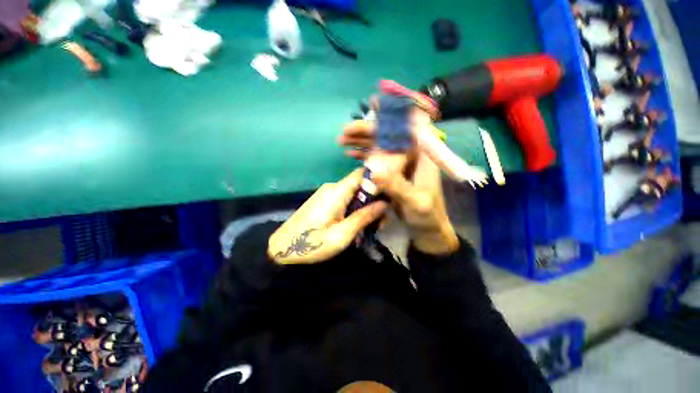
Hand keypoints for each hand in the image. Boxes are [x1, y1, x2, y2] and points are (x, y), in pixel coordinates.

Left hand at [268, 169, 388, 264]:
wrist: (281, 249)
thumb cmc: (311, 244)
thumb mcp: (342, 235)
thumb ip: (363, 217)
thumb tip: (384, 203)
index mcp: (337, 192)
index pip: (363, 174)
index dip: (379, 181)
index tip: (390, 198)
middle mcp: (333, 188)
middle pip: (361, 187)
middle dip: (374, 202)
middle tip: (381, 224)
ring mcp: (327, 194)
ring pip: (354, 195)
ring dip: (365, 209)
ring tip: (370, 229)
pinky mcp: (325, 201)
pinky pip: (345, 201)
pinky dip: (354, 211)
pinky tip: (356, 226)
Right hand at [340, 120, 458, 254]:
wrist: (427, 230)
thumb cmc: (428, 216)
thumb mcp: (416, 203)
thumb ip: (398, 187)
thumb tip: (374, 172)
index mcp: (422, 156)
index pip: (408, 128)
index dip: (392, 114)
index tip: (374, 104)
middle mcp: (410, 156)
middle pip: (388, 136)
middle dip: (367, 131)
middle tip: (345, 131)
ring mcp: (398, 164)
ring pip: (379, 147)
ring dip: (361, 142)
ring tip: (342, 140)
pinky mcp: (391, 174)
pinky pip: (376, 160)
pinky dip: (363, 156)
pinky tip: (350, 154)